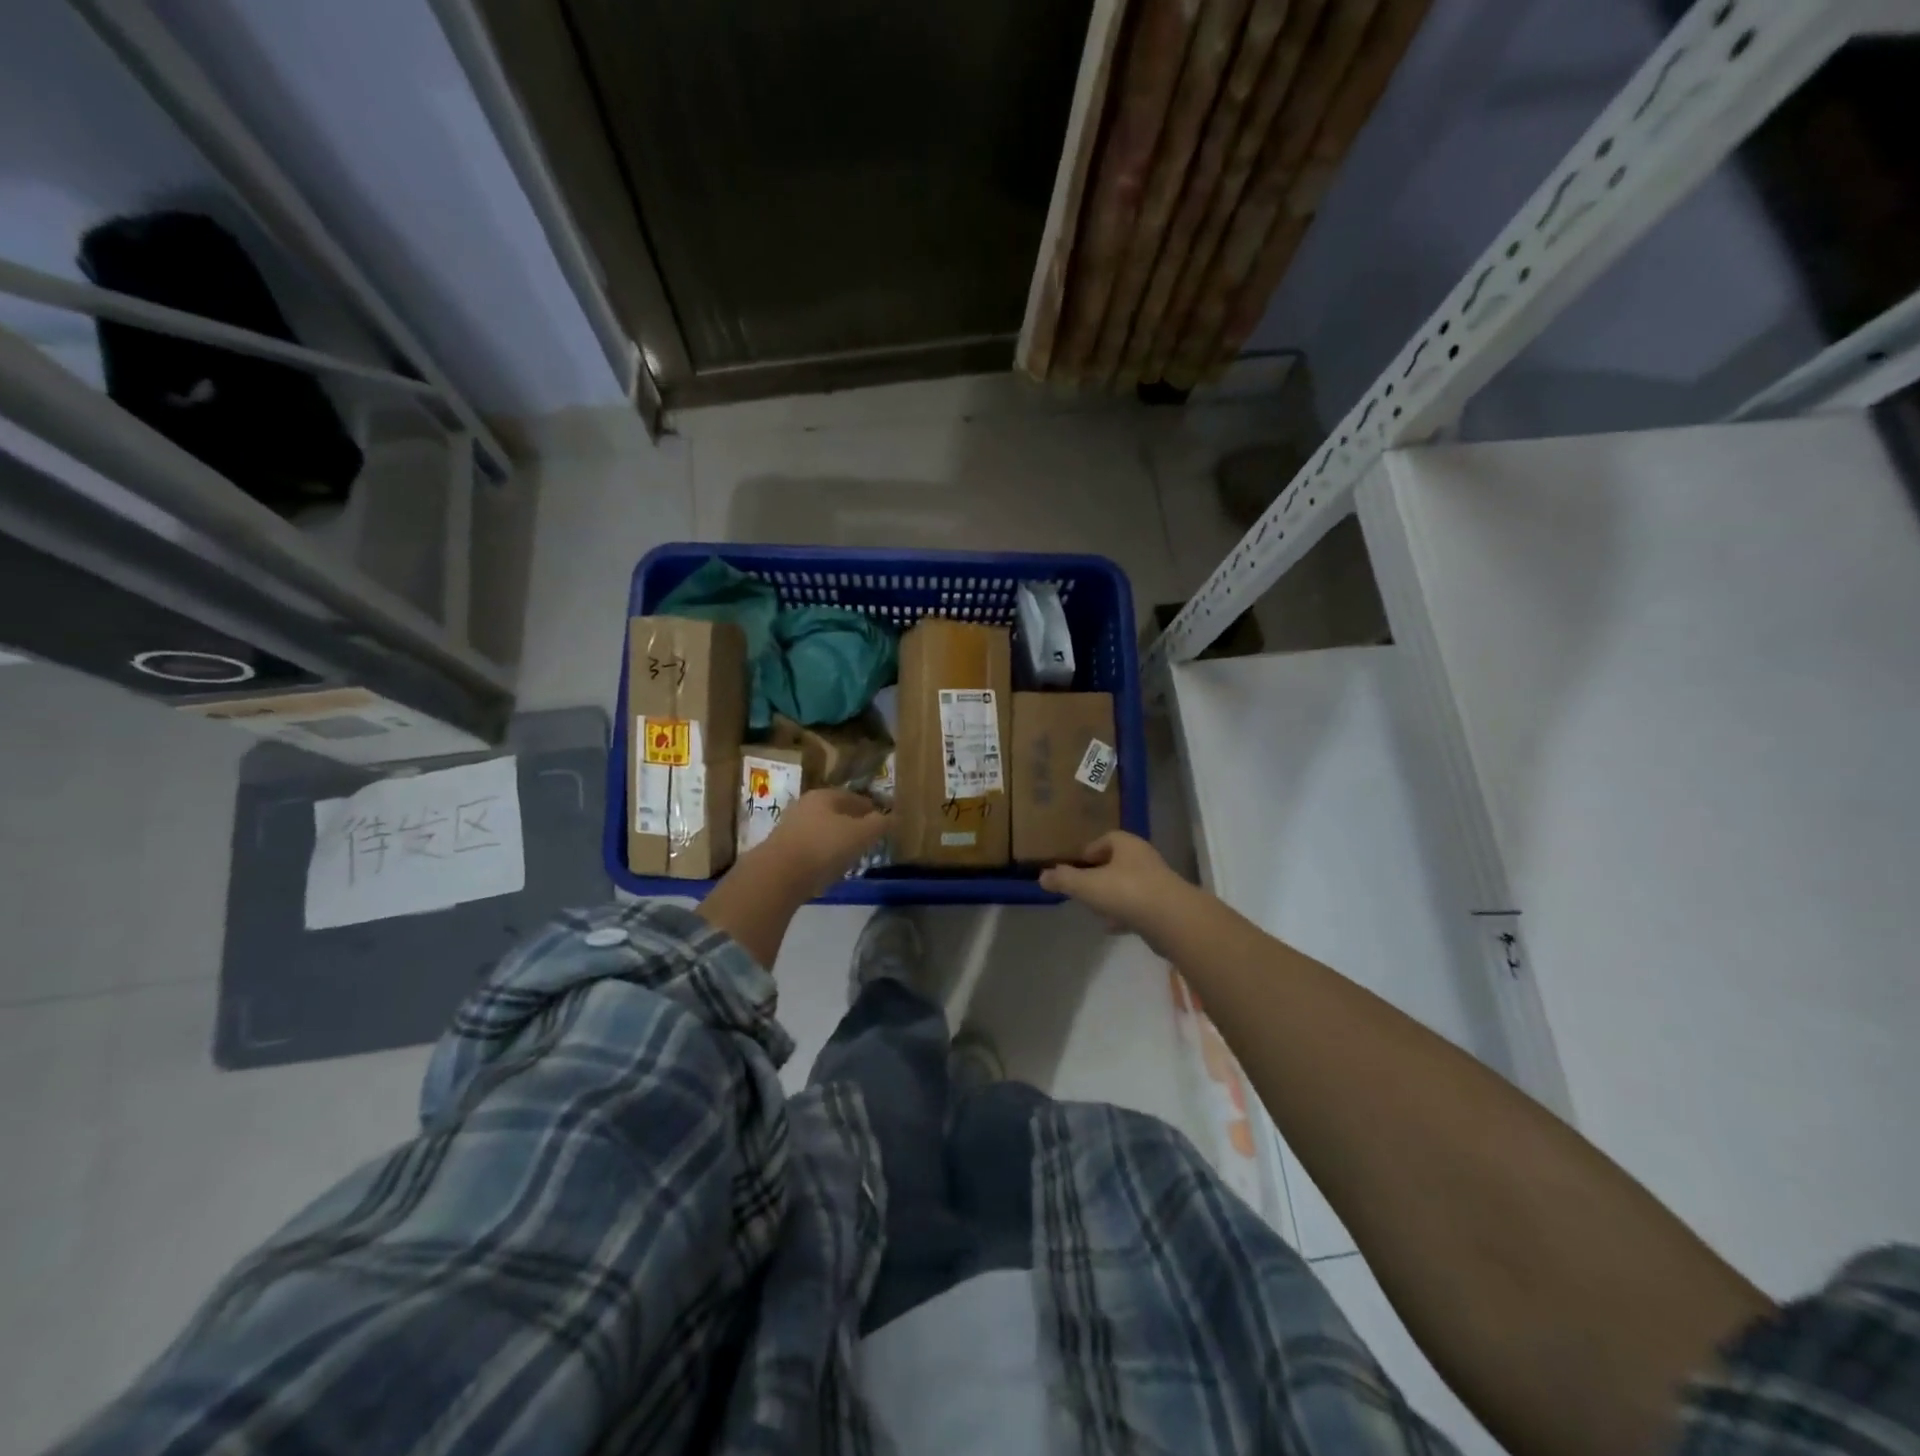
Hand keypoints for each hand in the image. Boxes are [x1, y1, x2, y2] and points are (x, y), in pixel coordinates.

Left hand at [755, 788, 890, 900]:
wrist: (777, 876)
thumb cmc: (824, 847)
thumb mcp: (860, 835)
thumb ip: (879, 824)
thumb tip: (893, 817)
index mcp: (824, 796)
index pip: (853, 797)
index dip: (870, 808)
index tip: (882, 820)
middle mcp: (804, 806)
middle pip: (835, 812)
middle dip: (852, 823)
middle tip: (868, 837)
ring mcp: (789, 828)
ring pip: (821, 830)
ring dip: (836, 839)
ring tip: (850, 854)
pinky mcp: (781, 850)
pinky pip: (809, 848)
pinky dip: (822, 854)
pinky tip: (829, 867)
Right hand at [1039, 832, 1198, 944]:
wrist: (1173, 921)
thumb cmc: (1126, 891)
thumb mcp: (1087, 885)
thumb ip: (1064, 879)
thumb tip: (1042, 876)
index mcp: (1128, 845)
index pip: (1108, 838)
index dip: (1091, 849)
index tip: (1078, 863)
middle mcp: (1145, 859)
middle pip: (1119, 861)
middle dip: (1101, 873)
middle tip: (1084, 885)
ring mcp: (1158, 884)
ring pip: (1129, 885)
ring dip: (1113, 894)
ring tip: (1095, 908)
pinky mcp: (1164, 907)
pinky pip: (1139, 906)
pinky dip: (1124, 914)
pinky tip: (1111, 927)